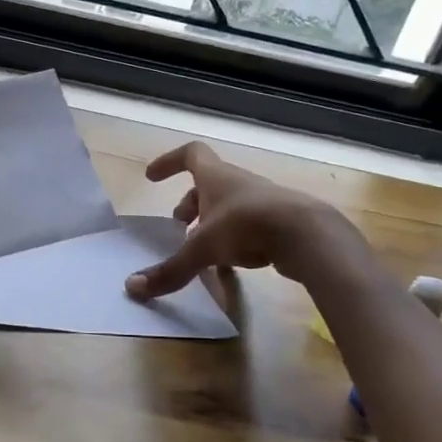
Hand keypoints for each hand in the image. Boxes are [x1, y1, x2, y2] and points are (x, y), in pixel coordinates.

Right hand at [125, 141, 333, 300]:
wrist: (309, 235)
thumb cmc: (247, 226)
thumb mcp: (202, 249)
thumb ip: (171, 269)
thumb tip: (132, 287)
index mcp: (216, 177)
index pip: (190, 154)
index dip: (168, 162)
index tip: (152, 177)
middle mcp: (238, 183)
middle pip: (208, 186)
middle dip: (190, 204)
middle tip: (178, 226)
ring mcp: (262, 202)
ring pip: (229, 207)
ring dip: (211, 224)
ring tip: (201, 251)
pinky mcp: (280, 223)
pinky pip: (248, 227)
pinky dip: (234, 242)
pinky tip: (230, 268)